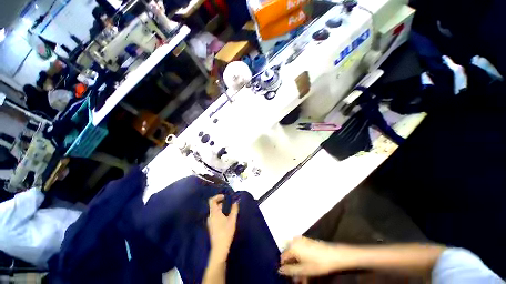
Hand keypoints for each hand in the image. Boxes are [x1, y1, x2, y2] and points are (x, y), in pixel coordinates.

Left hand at [207, 195, 238, 260]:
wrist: (219, 248)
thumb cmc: (226, 232)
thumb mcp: (232, 219)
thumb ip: (234, 209)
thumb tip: (236, 201)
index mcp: (214, 213)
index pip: (212, 200)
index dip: (217, 196)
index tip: (225, 197)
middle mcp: (210, 216)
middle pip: (214, 205)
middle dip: (221, 202)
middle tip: (229, 202)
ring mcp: (210, 222)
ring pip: (214, 211)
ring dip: (221, 208)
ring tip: (229, 210)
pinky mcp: (211, 226)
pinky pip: (215, 216)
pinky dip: (220, 213)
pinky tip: (226, 217)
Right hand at [279, 237, 357, 276]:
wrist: (334, 255)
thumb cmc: (318, 263)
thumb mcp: (303, 270)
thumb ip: (290, 270)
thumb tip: (279, 270)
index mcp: (292, 247)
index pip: (282, 257)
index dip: (284, 267)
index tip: (290, 276)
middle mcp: (294, 241)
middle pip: (289, 255)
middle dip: (292, 268)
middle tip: (298, 279)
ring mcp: (301, 240)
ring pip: (295, 254)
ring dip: (298, 265)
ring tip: (304, 277)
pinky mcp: (307, 241)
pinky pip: (300, 250)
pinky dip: (302, 259)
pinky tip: (307, 269)